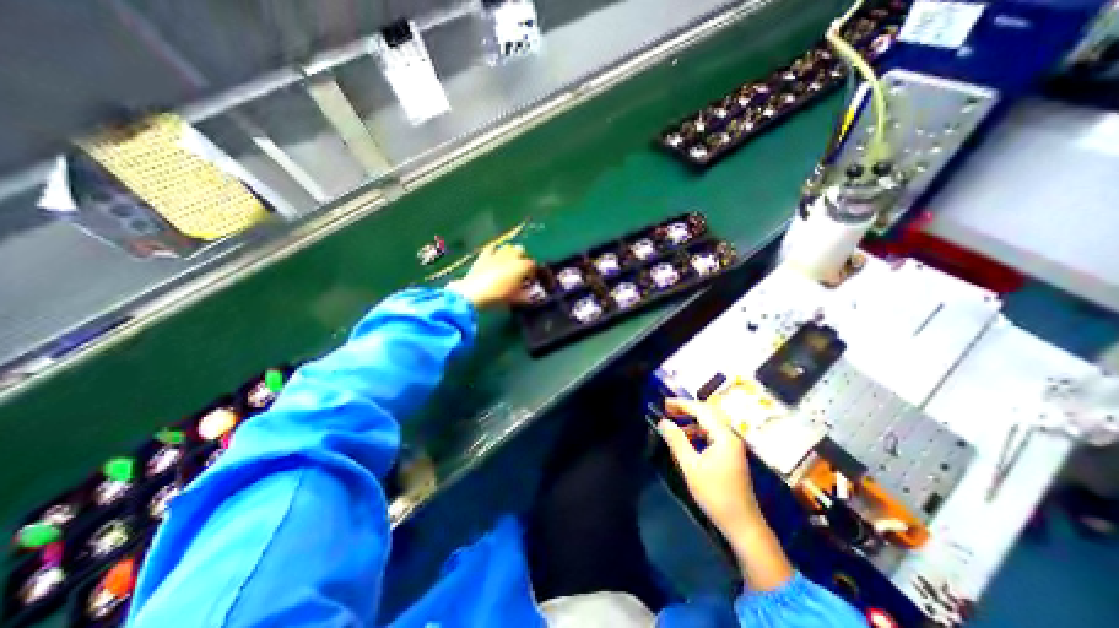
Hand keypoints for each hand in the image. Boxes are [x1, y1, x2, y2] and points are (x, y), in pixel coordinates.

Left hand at [445, 242, 531, 305]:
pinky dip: (494, 251)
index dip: (532, 272)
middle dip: (521, 257)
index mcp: (522, 266)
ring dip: (509, 253)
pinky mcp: (484, 255)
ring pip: (508, 247)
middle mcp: (512, 256)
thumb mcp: (515, 298)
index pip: (532, 265)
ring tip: (507, 263)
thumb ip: (526, 296)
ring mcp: (497, 253)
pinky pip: (492, 248)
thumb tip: (531, 296)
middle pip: (521, 250)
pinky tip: (494, 257)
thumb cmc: (498, 296)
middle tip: (519, 269)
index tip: (529, 280)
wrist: (474, 292)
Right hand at [658, 400, 760, 535]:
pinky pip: (713, 434)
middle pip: (708, 413)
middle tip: (667, 409)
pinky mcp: (731, 455)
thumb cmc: (715, 494)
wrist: (743, 525)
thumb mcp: (691, 467)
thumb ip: (676, 441)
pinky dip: (698, 431)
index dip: (682, 404)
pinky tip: (687, 438)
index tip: (664, 403)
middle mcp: (731, 437)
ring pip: (710, 424)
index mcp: (724, 437)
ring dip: (692, 420)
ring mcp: (732, 446)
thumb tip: (663, 422)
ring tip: (674, 422)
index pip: (701, 410)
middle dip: (687, 409)